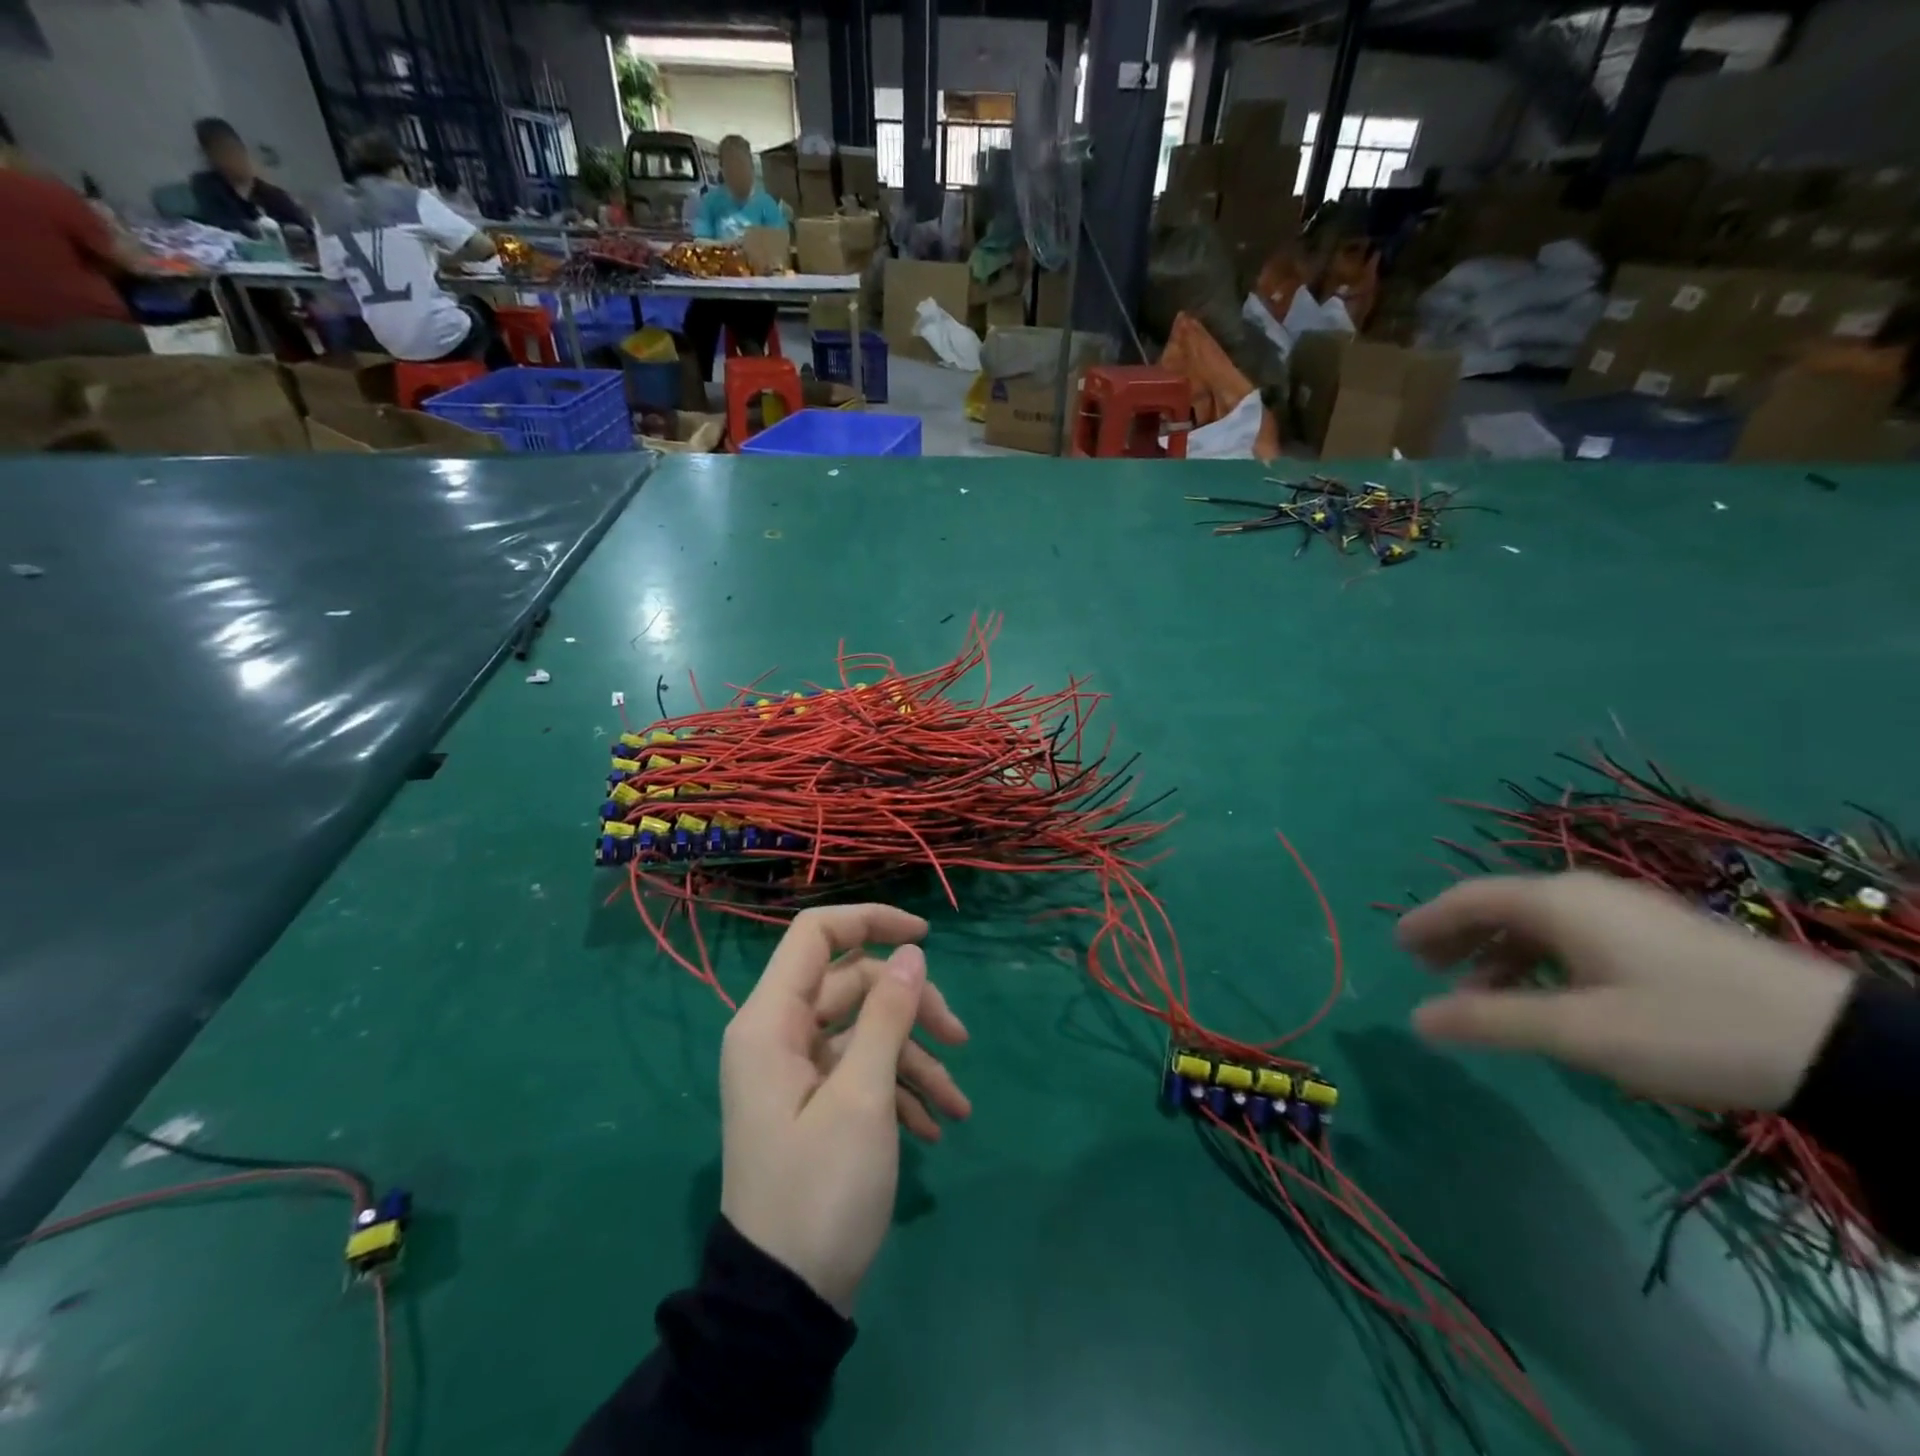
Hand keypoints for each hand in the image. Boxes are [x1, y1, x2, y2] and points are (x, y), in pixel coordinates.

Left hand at [719, 905, 969, 1312]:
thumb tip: (911, 953)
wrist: (783, 1304)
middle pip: (853, 985)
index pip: (816, 934)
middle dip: (911, 1007)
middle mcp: (778, 1034)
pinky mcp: (814, 1102)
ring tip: (957, 1105)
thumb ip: (887, 1015)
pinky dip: (899, 1089)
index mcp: (770, 1021)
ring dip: (915, 1058)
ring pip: (865, 1030)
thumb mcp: (863, 1097)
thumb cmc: (820, 1190)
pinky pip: (861, 1070)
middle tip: (959, 1038)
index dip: (871, 921)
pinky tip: (935, 1127)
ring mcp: (797, 1070)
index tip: (926, 937)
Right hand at [1401, 872, 1852, 1110]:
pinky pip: (1570, 934)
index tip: (1395, 946)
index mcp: (1555, 901)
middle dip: (1457, 936)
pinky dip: (1537, 958)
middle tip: (1426, 968)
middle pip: (1498, 905)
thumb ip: (1488, 1020)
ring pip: (1535, 922)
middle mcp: (1581, 892)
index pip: (1467, 899)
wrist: (1837, 1043)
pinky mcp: (1654, 932)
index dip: (1426, 921)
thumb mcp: (1577, 1031)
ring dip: (1497, 953)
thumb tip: (1414, 1020)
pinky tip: (1543, 994)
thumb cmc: (1685, 1027)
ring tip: (1479, 993)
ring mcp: (1622, 909)